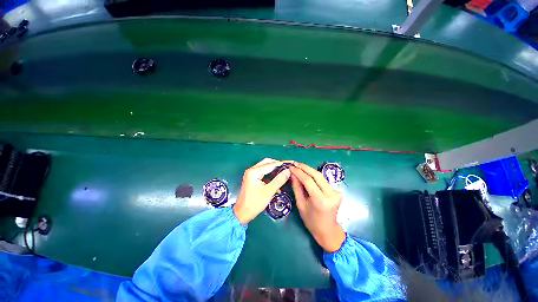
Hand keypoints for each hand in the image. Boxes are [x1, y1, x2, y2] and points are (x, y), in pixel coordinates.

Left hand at [234, 158, 291, 223]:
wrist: (242, 213)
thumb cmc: (255, 203)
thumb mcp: (269, 191)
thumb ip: (279, 180)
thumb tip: (287, 171)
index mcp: (253, 172)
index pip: (270, 164)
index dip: (280, 164)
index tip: (289, 164)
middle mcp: (251, 170)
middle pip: (266, 163)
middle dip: (276, 165)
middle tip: (286, 168)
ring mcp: (250, 174)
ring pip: (265, 168)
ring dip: (273, 170)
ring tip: (283, 174)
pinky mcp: (251, 179)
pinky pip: (262, 173)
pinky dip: (269, 176)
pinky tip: (276, 182)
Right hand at [290, 163, 344, 252]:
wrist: (328, 230)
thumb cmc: (311, 221)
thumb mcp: (300, 204)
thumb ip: (297, 188)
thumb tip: (293, 174)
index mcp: (320, 200)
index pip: (308, 180)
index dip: (298, 172)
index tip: (291, 167)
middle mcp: (330, 194)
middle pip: (316, 175)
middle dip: (304, 167)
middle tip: (295, 163)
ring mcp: (336, 192)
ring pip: (320, 176)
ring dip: (309, 170)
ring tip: (299, 166)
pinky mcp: (337, 191)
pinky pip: (323, 180)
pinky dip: (314, 176)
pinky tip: (307, 174)